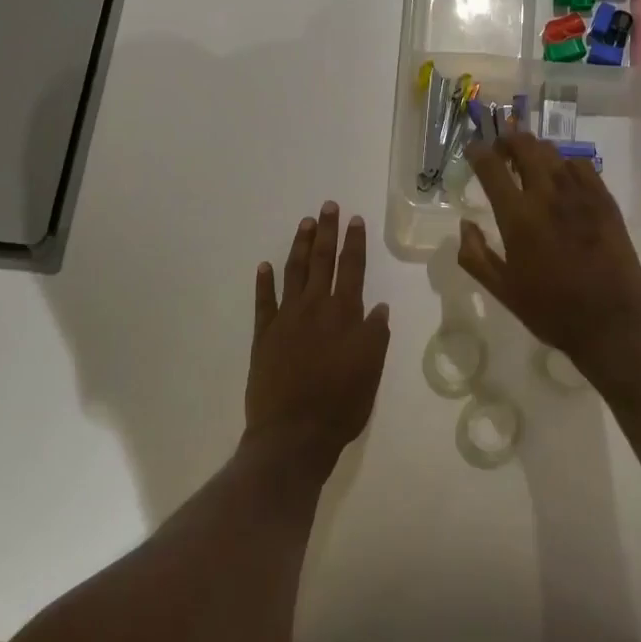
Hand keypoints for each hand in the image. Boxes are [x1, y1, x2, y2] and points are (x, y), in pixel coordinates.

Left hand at [246, 202, 391, 472]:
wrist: (293, 434)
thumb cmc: (341, 404)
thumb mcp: (371, 370)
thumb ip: (375, 335)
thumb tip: (378, 306)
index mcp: (344, 314)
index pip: (352, 268)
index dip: (354, 242)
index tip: (355, 219)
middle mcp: (314, 308)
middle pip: (322, 261)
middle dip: (326, 232)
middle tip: (327, 206)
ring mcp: (285, 320)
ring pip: (293, 273)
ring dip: (299, 246)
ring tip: (304, 223)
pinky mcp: (263, 336)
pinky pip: (263, 302)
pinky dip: (264, 282)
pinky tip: (264, 266)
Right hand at [459, 133, 640, 382]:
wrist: (609, 323)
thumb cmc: (550, 310)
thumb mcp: (502, 290)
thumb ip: (475, 255)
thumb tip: (464, 225)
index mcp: (517, 217)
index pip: (491, 168)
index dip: (478, 152)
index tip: (473, 149)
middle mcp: (547, 196)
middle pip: (525, 146)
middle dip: (508, 140)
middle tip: (501, 150)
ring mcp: (580, 195)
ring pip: (553, 152)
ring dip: (535, 150)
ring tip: (529, 162)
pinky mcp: (605, 200)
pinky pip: (582, 165)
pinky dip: (566, 163)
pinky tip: (563, 177)